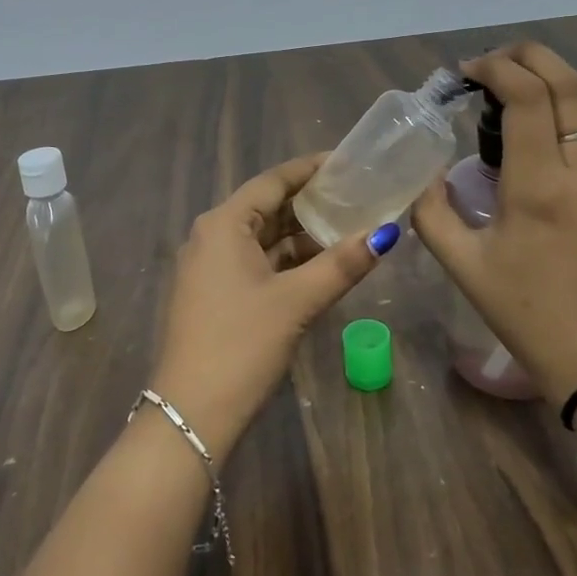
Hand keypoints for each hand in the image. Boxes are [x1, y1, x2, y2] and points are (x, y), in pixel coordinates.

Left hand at [149, 153, 396, 457]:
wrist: (190, 414)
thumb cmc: (241, 344)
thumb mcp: (297, 301)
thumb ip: (342, 264)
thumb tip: (386, 233)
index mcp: (223, 224)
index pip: (272, 181)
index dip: (310, 169)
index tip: (346, 161)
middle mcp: (211, 236)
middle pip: (267, 207)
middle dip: (310, 203)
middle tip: (356, 195)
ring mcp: (210, 267)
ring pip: (263, 238)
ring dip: (301, 235)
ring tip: (348, 227)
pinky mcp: (214, 294)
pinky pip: (255, 262)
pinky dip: (286, 260)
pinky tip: (320, 265)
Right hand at [411, 42, 576, 405]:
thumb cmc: (521, 310)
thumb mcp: (461, 263)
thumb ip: (431, 209)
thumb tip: (425, 172)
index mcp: (541, 185)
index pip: (527, 96)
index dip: (495, 69)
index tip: (467, 73)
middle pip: (569, 83)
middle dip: (528, 57)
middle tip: (492, 64)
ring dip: (547, 96)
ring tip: (509, 113)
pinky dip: (564, 135)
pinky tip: (541, 165)